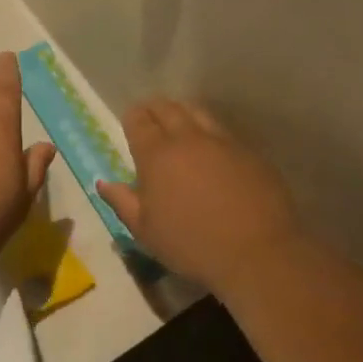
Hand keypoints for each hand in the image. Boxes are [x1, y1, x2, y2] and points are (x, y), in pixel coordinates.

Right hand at [98, 99, 302, 297]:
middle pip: (169, 108)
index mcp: (157, 155)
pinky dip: (211, 134)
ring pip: (199, 113)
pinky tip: (213, 152)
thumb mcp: (145, 231)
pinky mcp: (251, 153)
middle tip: (150, 117)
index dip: (132, 117)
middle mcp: (189, 138)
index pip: (139, 120)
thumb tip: (104, 183)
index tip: (130, 122)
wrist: (258, 253)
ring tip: (180, 127)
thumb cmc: (191, 245)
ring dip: (184, 114)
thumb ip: (122, 202)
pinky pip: (224, 133)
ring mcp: (224, 142)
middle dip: (155, 109)